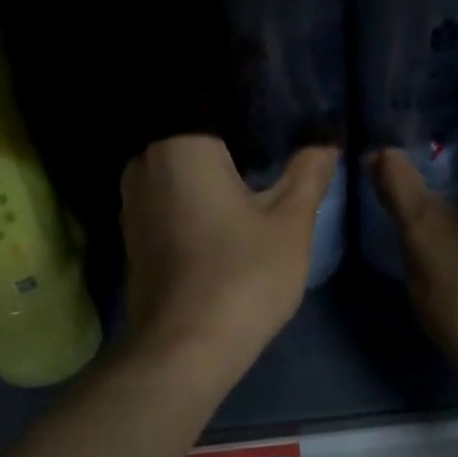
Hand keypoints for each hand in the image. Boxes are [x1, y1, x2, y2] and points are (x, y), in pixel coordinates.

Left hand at [121, 136, 337, 378]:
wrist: (184, 350)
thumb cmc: (242, 276)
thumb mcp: (290, 224)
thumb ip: (309, 174)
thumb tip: (325, 143)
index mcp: (180, 145)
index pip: (218, 106)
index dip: (255, 112)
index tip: (285, 118)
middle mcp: (145, 163)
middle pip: (197, 138)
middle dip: (235, 144)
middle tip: (277, 149)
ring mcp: (131, 202)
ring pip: (181, 171)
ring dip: (213, 174)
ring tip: (255, 179)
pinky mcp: (132, 236)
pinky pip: (169, 199)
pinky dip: (195, 200)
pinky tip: (224, 216)